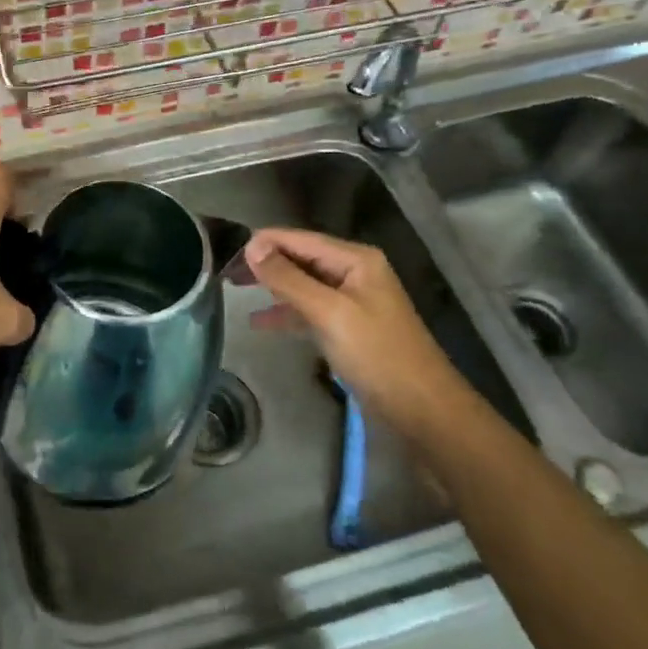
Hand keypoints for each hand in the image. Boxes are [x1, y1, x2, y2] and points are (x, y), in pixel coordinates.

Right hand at [245, 228, 476, 439]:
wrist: (422, 409)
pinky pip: (310, 310)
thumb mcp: (328, 312)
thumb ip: (289, 279)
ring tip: (234, 290)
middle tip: (224, 272)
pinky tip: (259, 322)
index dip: (263, 242)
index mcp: (355, 260)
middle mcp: (354, 272)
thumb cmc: (377, 355)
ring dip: (272, 286)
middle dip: (265, 263)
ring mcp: (351, 300)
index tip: (225, 252)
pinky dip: (286, 313)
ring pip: (303, 284)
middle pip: (301, 258)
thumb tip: (252, 247)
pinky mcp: (348, 327)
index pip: (300, 238)